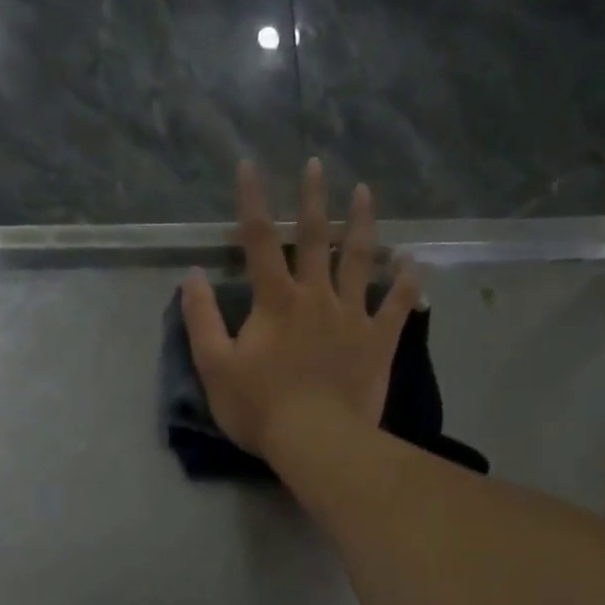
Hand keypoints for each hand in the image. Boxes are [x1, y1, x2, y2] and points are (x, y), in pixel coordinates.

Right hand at [182, 159, 419, 461]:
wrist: (317, 440)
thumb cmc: (260, 406)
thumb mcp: (215, 366)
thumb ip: (201, 319)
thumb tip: (191, 276)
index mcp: (275, 301)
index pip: (259, 241)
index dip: (252, 201)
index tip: (249, 164)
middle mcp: (316, 296)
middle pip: (315, 239)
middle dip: (313, 199)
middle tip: (317, 164)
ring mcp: (352, 316)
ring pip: (360, 260)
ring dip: (362, 224)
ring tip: (365, 192)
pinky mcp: (378, 341)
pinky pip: (396, 305)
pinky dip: (406, 282)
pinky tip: (412, 261)